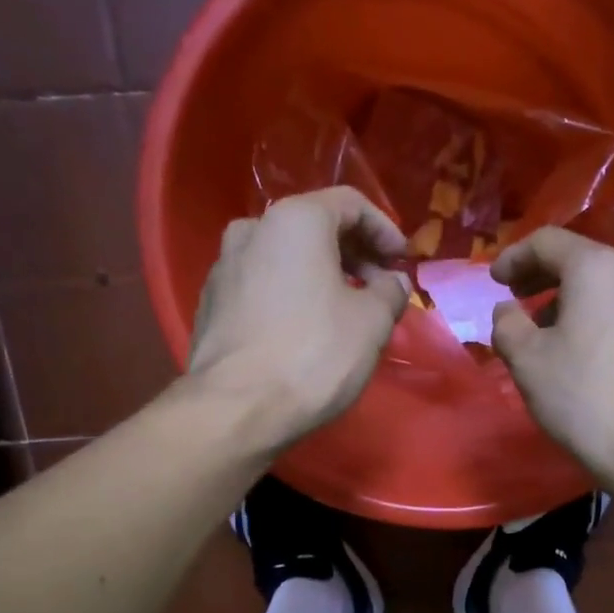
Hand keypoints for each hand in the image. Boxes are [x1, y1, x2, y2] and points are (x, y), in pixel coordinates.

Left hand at [187, 187, 410, 447]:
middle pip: (314, 227)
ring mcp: (224, 266)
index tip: (403, 262)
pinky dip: (291, 294)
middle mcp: (252, 229)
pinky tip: (306, 329)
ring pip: (285, 257)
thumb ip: (390, 292)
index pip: (350, 204)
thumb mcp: (372, 323)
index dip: (384, 230)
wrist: (236, 408)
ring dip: (321, 275)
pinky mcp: (210, 303)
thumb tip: (391, 282)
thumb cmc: (314, 355)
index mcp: (295, 220)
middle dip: (354, 253)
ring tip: (345, 310)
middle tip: (380, 287)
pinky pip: (262, 285)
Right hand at [491, 227, 613, 492]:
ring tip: (549, 334)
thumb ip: (507, 324)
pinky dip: (600, 319)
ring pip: (607, 288)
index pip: (548, 242)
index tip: (494, 280)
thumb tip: (509, 311)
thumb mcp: (527, 361)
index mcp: (599, 268)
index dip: (514, 257)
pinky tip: (586, 351)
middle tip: (517, 300)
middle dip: (543, 279)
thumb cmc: (586, 400)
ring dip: (572, 302)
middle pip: (582, 261)